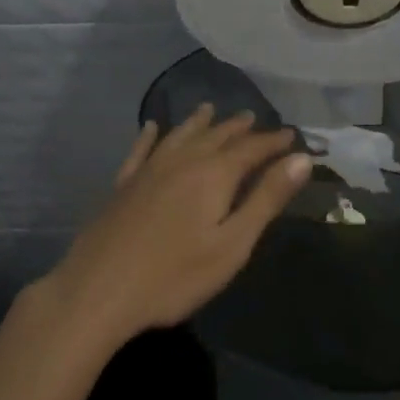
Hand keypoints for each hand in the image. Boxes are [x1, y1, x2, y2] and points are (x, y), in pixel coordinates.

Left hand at [43, 105, 312, 350]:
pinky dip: (150, 135)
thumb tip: (300, 159)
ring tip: (210, 110)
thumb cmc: (175, 275)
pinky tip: (150, 127)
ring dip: (199, 122)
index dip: (273, 141)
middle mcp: (182, 160)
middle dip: (239, 128)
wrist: (99, 289)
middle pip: (216, 136)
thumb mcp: (232, 244)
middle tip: (254, 118)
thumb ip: (266, 199)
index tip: (292, 135)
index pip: (251, 148)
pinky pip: (141, 149)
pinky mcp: (123, 183)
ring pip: (180, 135)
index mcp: (213, 174)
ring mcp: (149, 169)